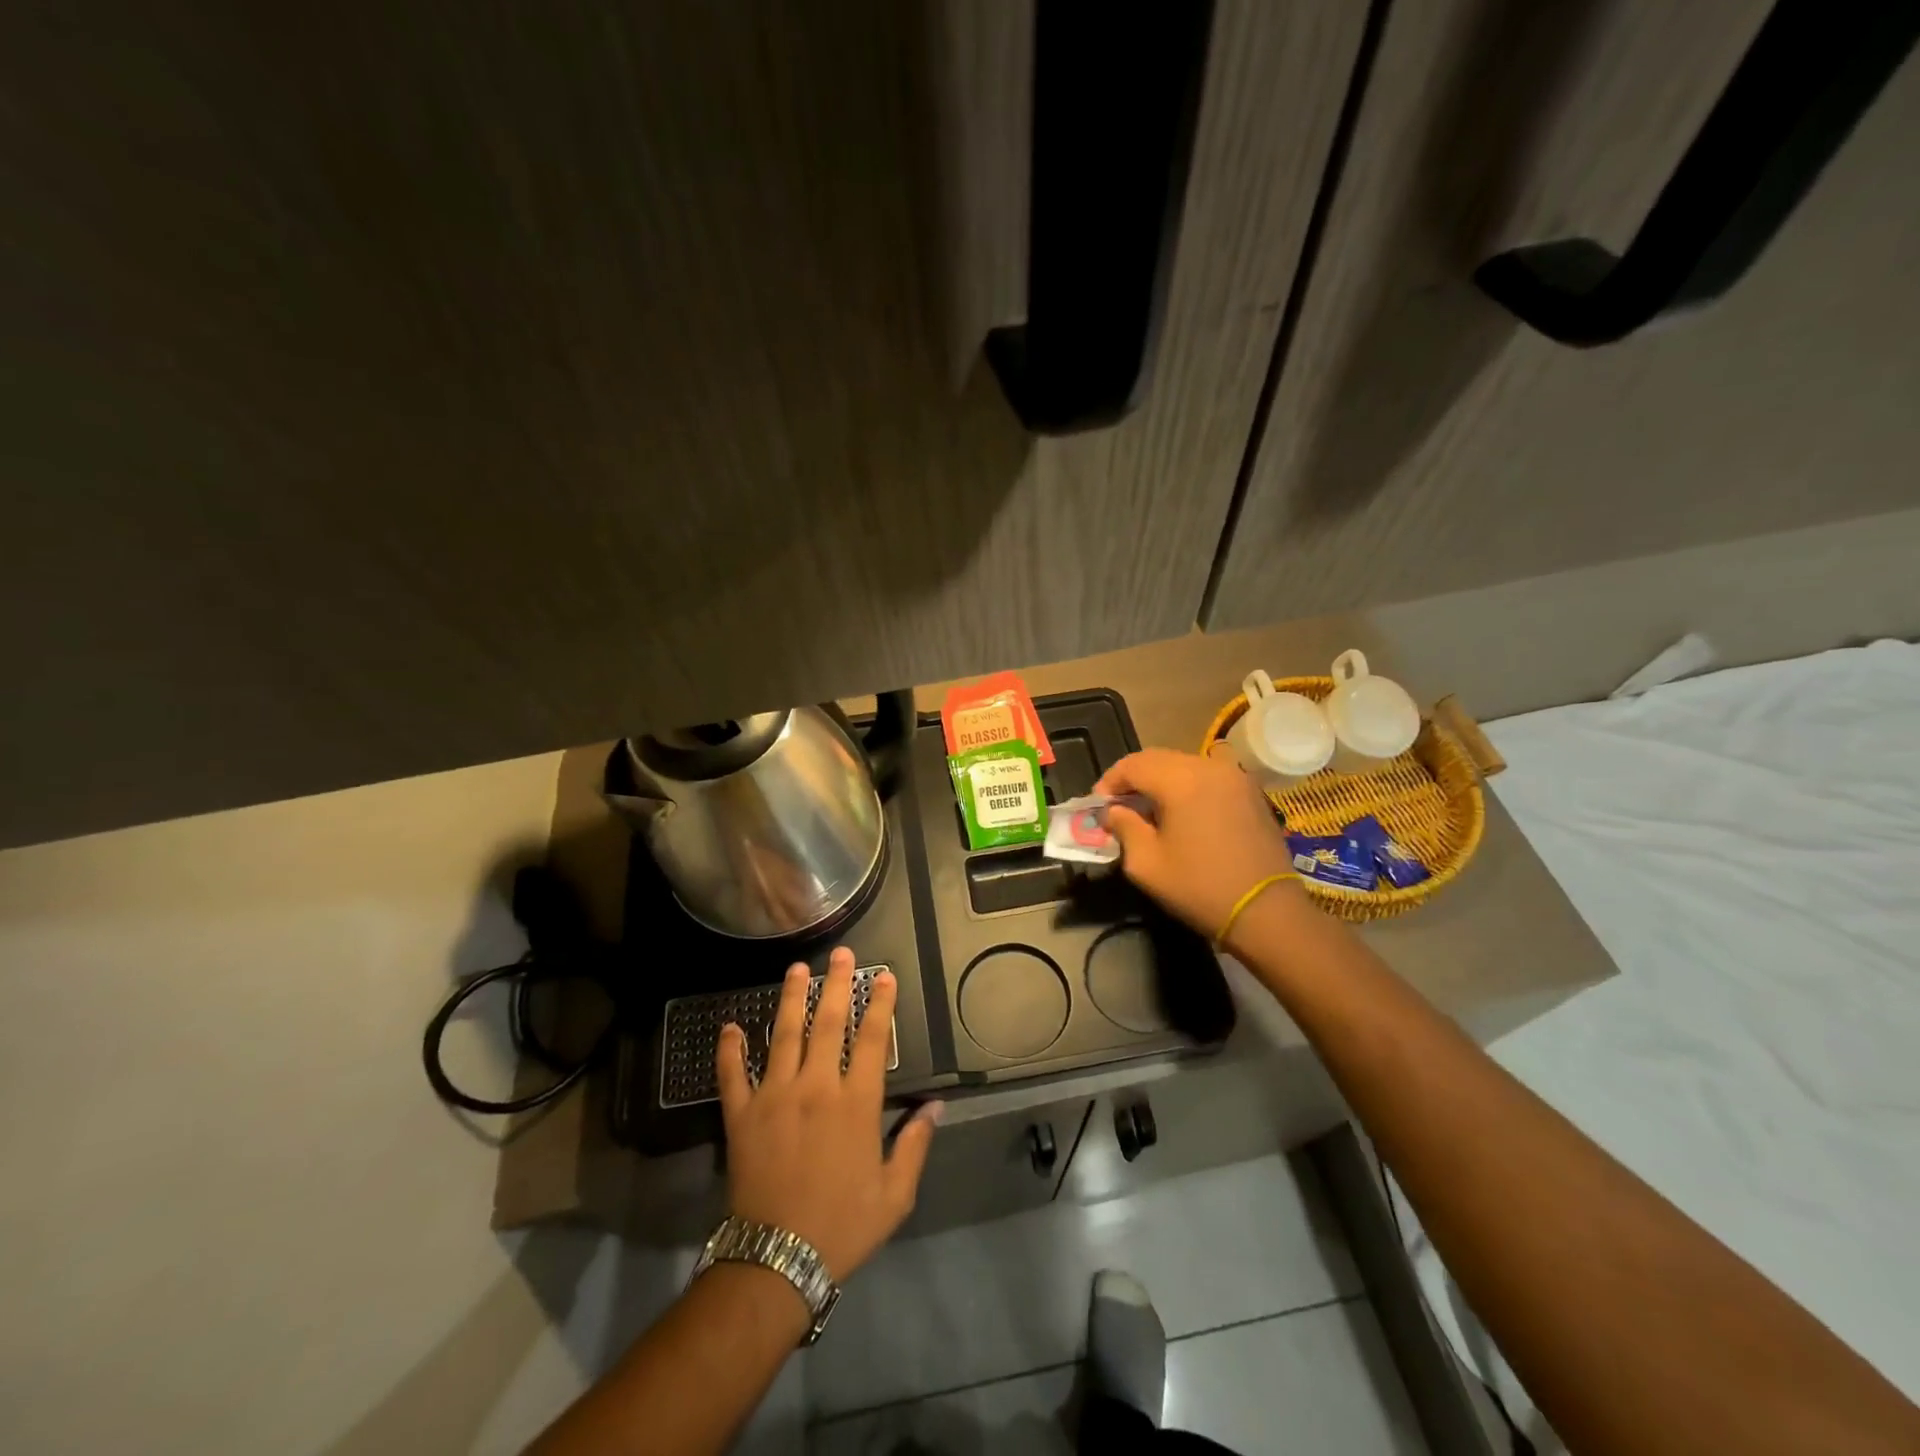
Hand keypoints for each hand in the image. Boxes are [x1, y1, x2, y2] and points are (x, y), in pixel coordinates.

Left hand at [716, 948, 940, 1282]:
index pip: (872, 1039)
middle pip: (828, 1023)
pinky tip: (730, 1025)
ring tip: (796, 968)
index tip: (883, 976)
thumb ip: (915, 1144)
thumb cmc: (842, 1226)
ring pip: (784, 1035)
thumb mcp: (894, 1194)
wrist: (777, 1262)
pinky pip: (733, 1074)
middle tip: (841, 954)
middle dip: (837, 983)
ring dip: (791, 998)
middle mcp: (816, 1087)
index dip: (880, 1004)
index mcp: (856, 1103)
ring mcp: (774, 1096)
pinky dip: (730, 1049)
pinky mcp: (741, 1115)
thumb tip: (936, 1106)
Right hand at [1095, 748, 1296, 941]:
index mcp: (1181, 780)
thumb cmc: (1200, 888)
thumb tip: (1113, 812)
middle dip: (1133, 779)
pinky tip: (1181, 813)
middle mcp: (1209, 767)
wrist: (1267, 912)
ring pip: (1184, 765)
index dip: (1109, 782)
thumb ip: (1123, 827)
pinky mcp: (1251, 792)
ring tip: (1148, 810)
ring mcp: (1235, 777)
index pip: (1133, 765)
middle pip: (1158, 759)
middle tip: (1118, 806)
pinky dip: (1187, 786)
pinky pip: (1208, 777)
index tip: (1097, 806)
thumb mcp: (1146, 863)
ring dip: (1160, 781)